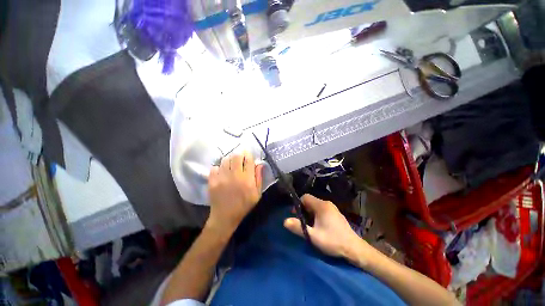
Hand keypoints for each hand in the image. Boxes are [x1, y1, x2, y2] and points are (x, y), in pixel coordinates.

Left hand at [207, 151, 263, 233]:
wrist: (225, 217)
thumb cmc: (244, 205)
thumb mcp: (257, 194)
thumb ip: (259, 178)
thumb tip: (259, 164)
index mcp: (247, 179)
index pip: (248, 160)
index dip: (248, 154)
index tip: (248, 154)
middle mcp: (234, 176)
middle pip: (236, 156)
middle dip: (239, 154)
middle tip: (239, 158)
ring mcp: (222, 178)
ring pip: (225, 160)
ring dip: (229, 159)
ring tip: (231, 164)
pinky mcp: (212, 181)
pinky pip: (215, 167)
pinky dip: (219, 167)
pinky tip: (222, 172)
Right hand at [284, 194, 374, 266]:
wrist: (354, 249)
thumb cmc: (333, 241)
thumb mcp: (313, 236)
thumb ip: (298, 228)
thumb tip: (285, 221)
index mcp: (321, 205)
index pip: (305, 197)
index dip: (298, 204)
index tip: (295, 215)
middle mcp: (327, 203)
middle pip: (310, 201)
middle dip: (303, 209)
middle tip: (301, 221)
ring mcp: (332, 208)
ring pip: (315, 206)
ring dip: (309, 213)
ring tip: (309, 225)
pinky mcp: (335, 214)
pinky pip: (321, 209)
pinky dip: (316, 215)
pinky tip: (318, 226)